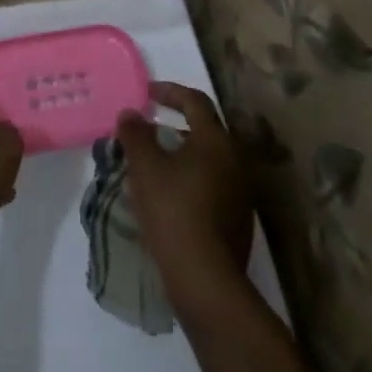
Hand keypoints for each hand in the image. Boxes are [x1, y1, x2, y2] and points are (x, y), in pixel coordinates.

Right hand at [116, 82, 254, 316]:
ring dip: (180, 155)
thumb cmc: (173, 212)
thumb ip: (136, 134)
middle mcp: (235, 161)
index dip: (170, 92)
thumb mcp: (145, 168)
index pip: (195, 101)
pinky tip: (166, 196)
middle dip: (173, 126)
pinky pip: (210, 185)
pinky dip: (188, 180)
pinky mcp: (237, 220)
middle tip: (146, 131)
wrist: (206, 280)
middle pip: (203, 131)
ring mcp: (240, 192)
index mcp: (216, 141)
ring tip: (151, 165)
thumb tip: (131, 113)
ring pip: (206, 160)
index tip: (147, 93)